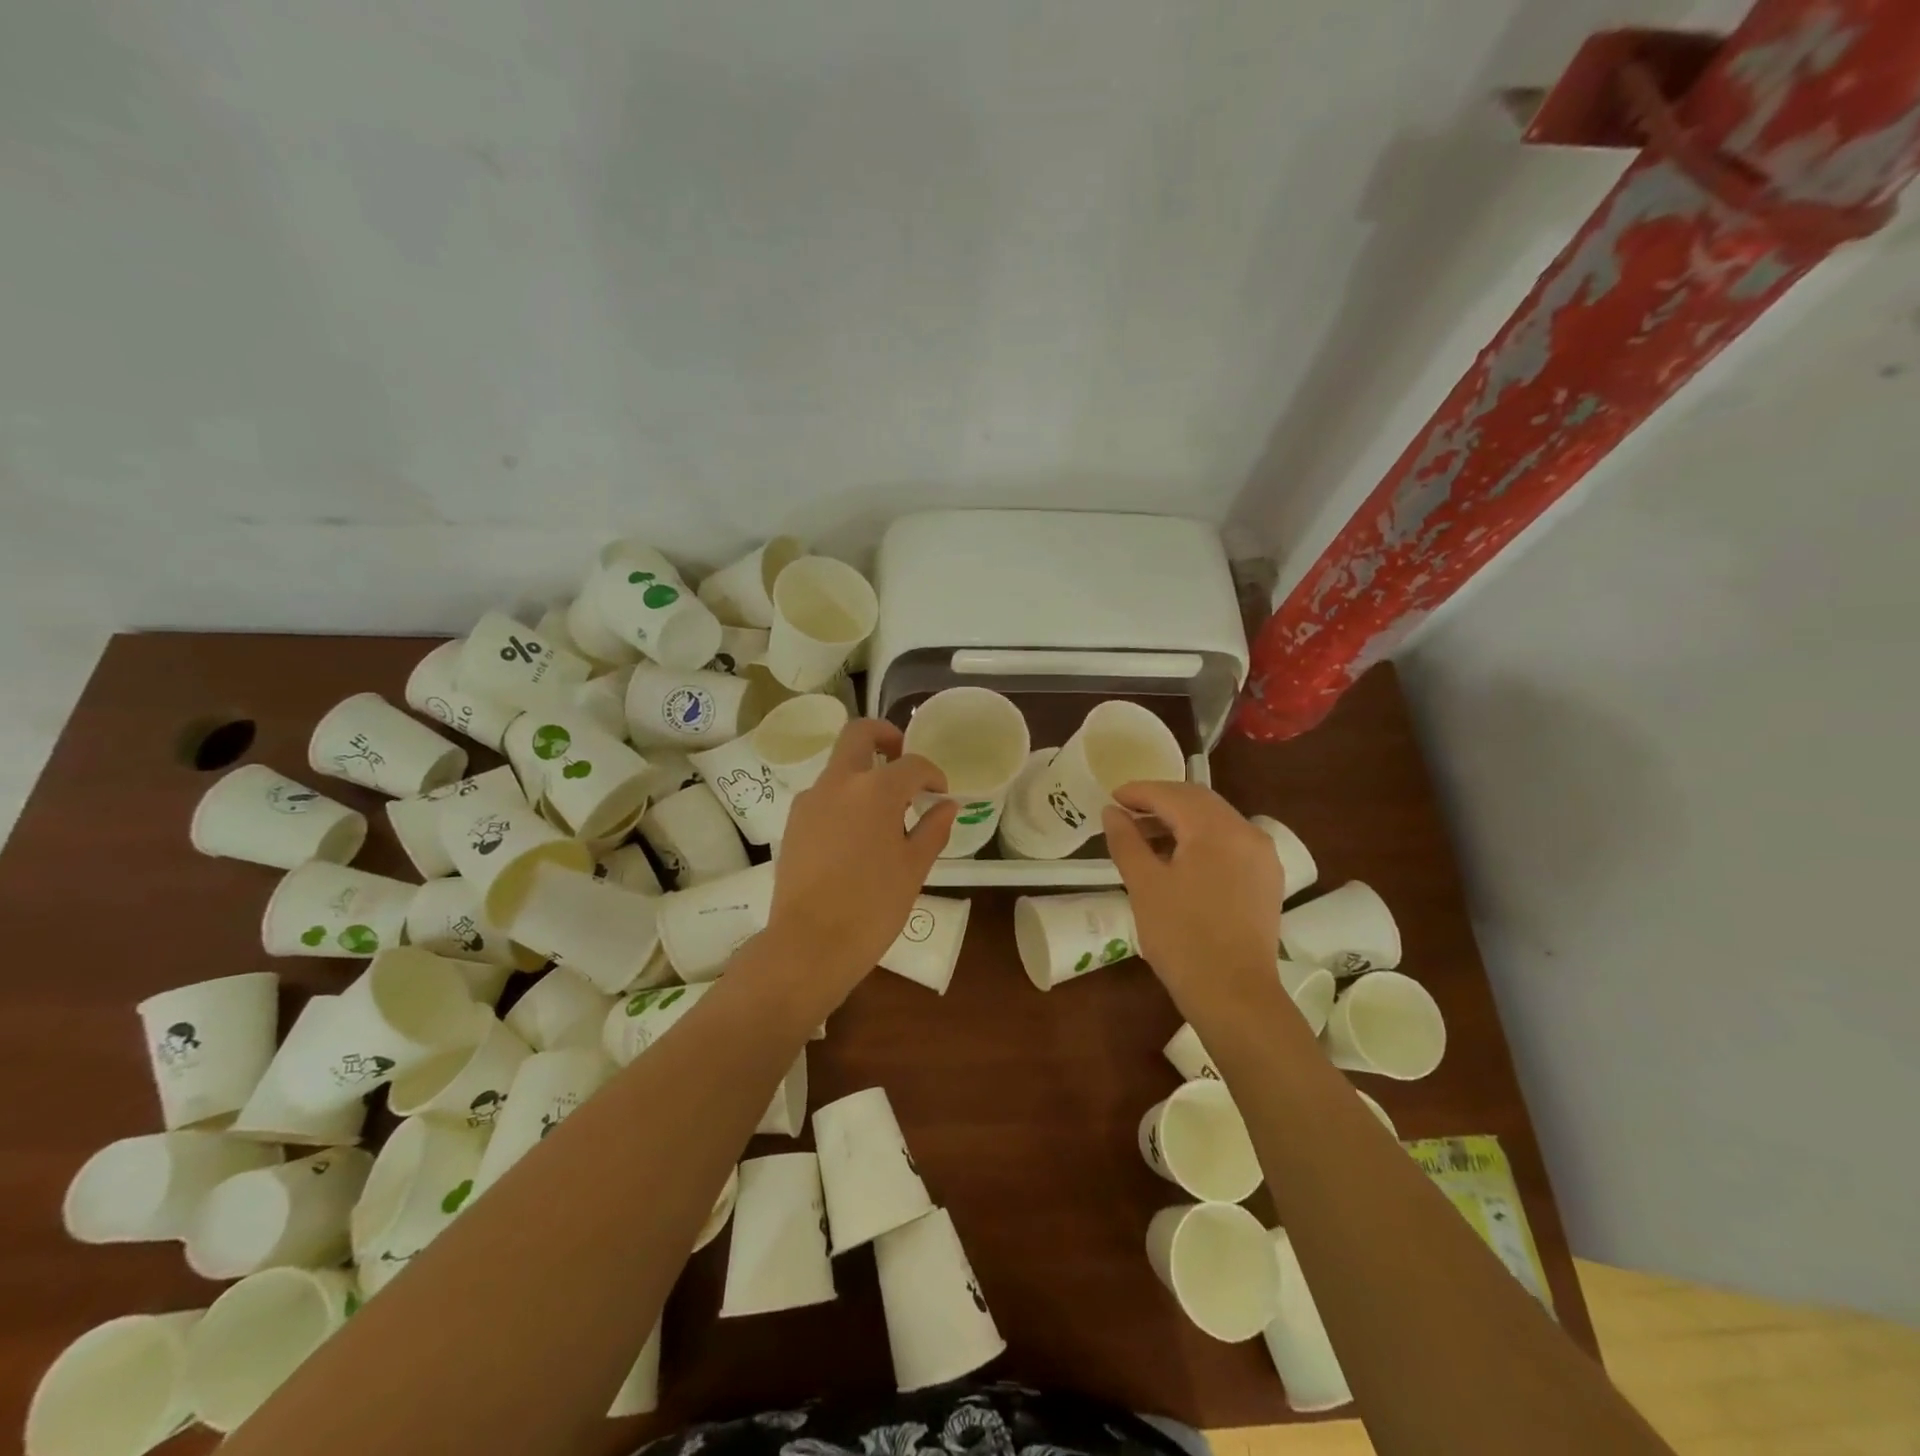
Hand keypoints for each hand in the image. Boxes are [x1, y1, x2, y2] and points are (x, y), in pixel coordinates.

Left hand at [767, 719, 955, 995]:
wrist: (810, 943)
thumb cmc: (873, 907)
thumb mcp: (913, 868)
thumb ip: (933, 829)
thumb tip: (947, 806)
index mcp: (875, 790)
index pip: (912, 764)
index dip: (932, 774)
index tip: (940, 793)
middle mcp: (839, 783)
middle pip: (859, 734)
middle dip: (885, 736)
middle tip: (903, 759)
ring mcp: (810, 800)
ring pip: (839, 766)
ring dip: (863, 772)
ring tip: (884, 811)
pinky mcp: (793, 821)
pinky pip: (824, 794)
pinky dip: (844, 798)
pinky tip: (857, 834)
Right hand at [1102, 781, 1284, 1011]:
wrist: (1234, 995)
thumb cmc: (1182, 937)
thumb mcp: (1144, 885)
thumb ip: (1126, 841)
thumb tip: (1112, 812)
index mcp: (1217, 829)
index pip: (1172, 794)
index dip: (1139, 792)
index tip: (1112, 797)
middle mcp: (1247, 833)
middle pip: (1198, 801)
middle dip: (1161, 801)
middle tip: (1126, 812)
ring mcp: (1262, 856)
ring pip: (1216, 820)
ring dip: (1181, 819)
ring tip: (1146, 836)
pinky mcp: (1266, 879)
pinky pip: (1230, 842)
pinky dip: (1201, 838)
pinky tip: (1179, 857)